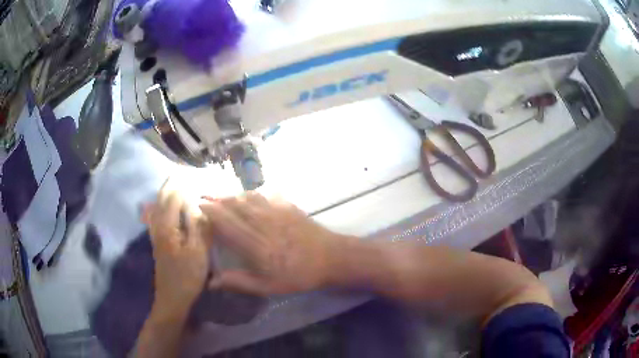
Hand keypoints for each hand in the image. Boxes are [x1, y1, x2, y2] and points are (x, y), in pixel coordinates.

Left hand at [143, 179, 209, 318]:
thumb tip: (199, 204)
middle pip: (162, 199)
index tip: (192, 173)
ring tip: (173, 182)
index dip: (182, 184)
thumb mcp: (198, 252)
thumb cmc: (188, 276)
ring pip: (157, 207)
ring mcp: (156, 234)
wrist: (172, 298)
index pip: (173, 198)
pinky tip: (162, 206)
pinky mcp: (158, 241)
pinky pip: (156, 216)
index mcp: (168, 227)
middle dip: (170, 184)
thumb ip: (198, 226)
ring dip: (164, 193)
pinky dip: (160, 206)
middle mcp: (158, 226)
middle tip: (180, 171)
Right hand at [199, 193, 349, 295]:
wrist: (331, 257)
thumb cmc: (298, 275)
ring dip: (233, 196)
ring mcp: (276, 212)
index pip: (227, 223)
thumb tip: (212, 281)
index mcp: (254, 244)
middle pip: (235, 206)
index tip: (199, 206)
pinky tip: (250, 195)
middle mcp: (262, 223)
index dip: (212, 212)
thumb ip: (239, 282)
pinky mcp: (288, 206)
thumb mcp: (268, 286)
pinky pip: (266, 195)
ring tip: (223, 197)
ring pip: (248, 198)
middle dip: (218, 200)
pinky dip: (253, 193)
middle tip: (205, 197)